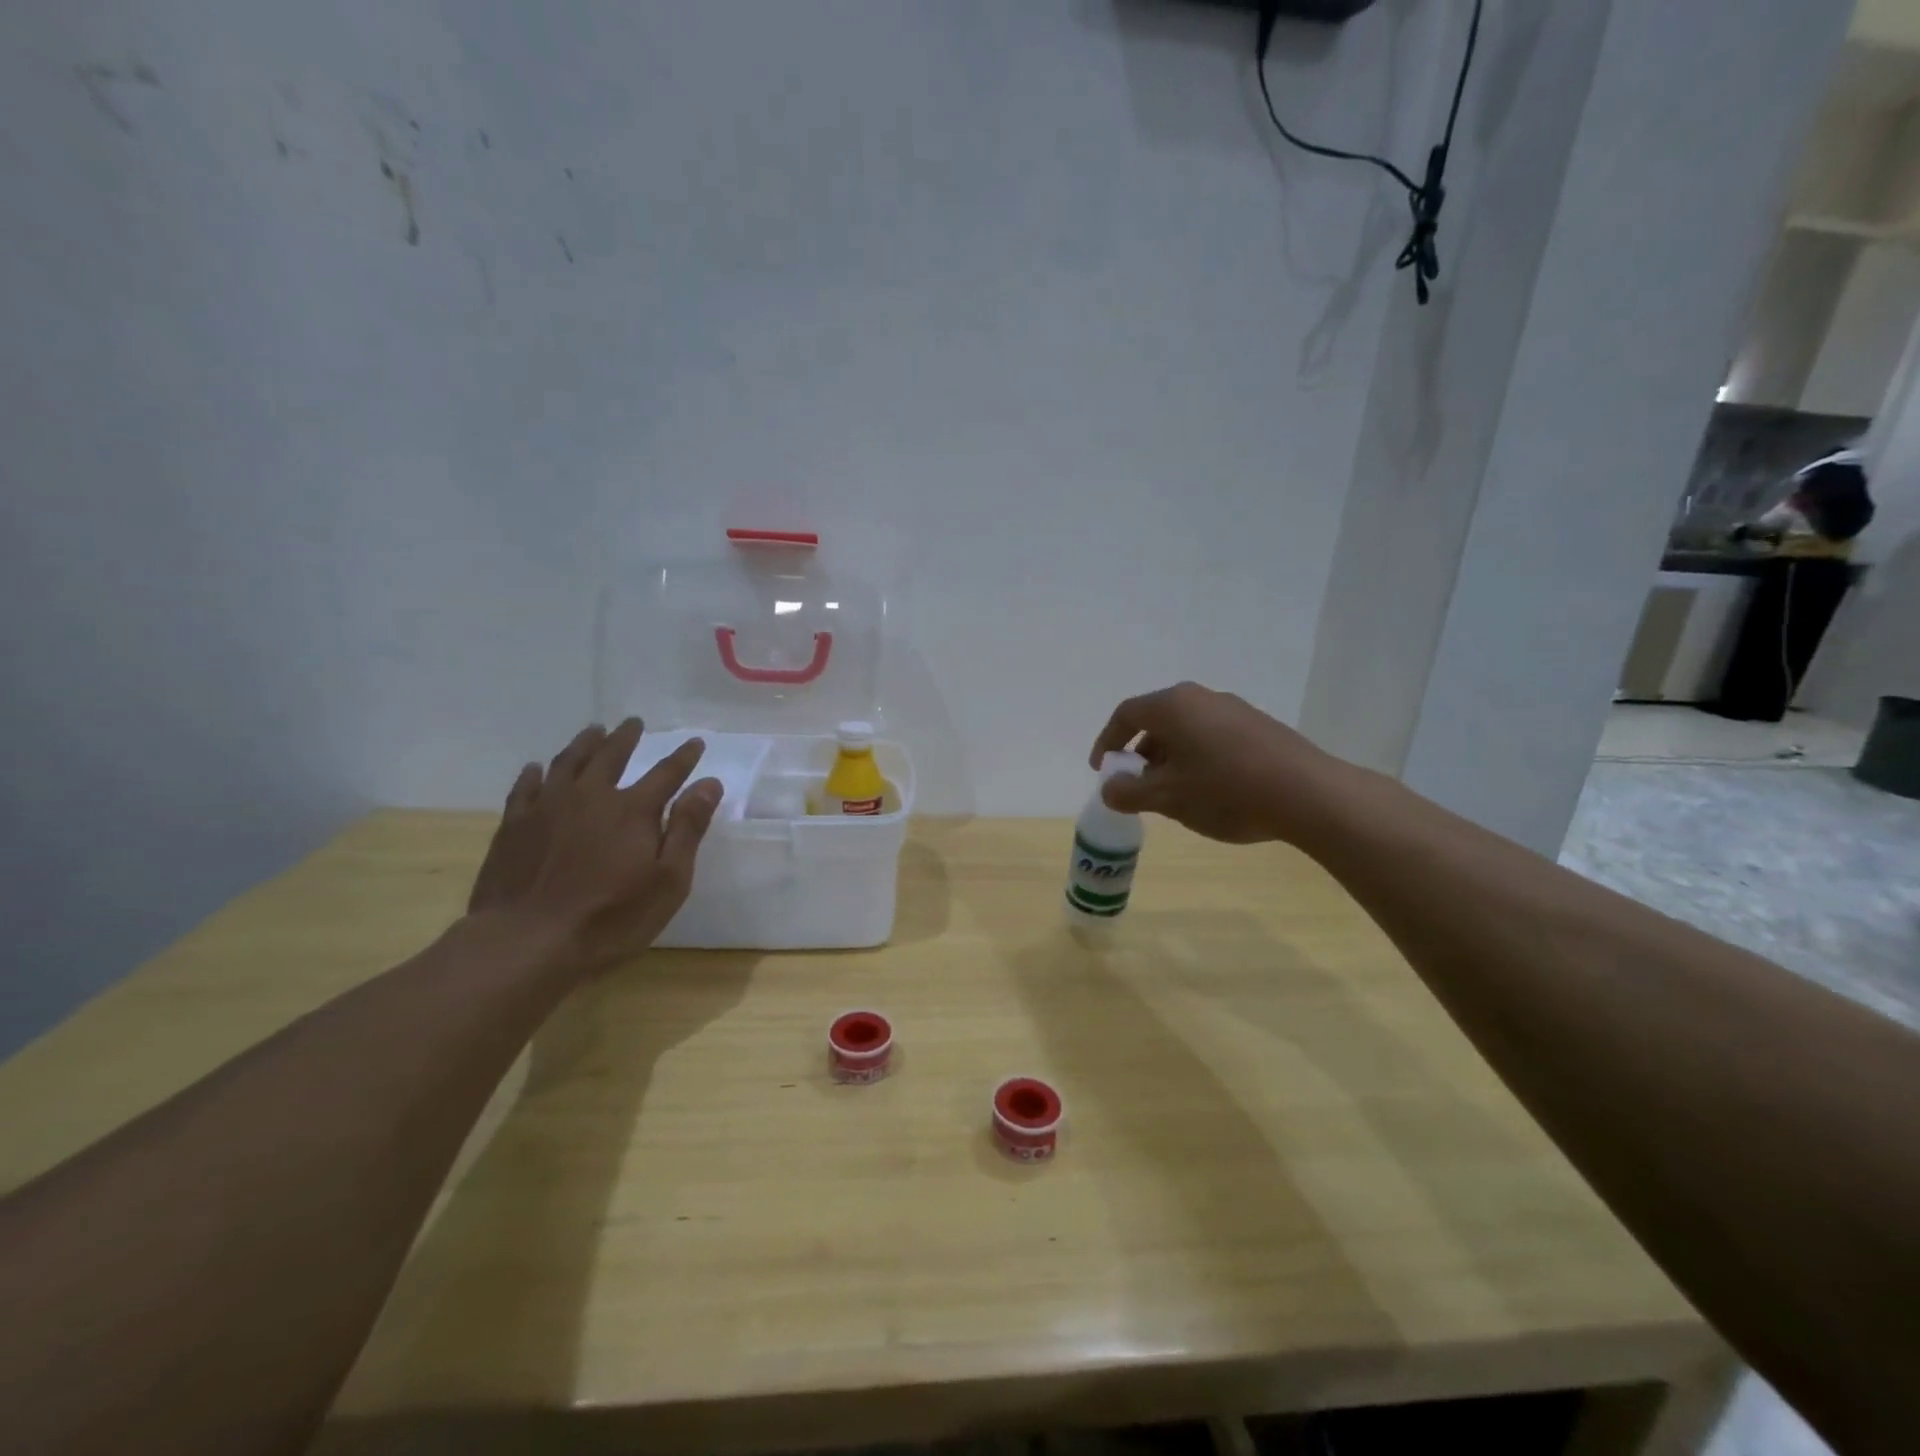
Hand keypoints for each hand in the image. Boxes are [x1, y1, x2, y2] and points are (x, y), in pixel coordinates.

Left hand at [466, 719, 722, 973]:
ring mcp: (547, 808)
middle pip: (612, 756)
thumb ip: (688, 829)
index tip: (695, 742)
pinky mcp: (514, 826)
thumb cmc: (610, 919)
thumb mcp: (668, 881)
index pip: (666, 773)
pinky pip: (525, 787)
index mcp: (633, 810)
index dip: (684, 757)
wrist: (526, 943)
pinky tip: (538, 768)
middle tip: (634, 723)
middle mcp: (591, 797)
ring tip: (594, 731)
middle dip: (627, 737)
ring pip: (569, 763)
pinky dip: (535, 773)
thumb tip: (709, 783)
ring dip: (585, 743)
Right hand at [1088, 682, 1342, 844]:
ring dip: (1169, 757)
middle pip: (1157, 720)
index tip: (1102, 769)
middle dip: (1140, 753)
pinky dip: (1196, 757)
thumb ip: (1129, 792)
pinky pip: (1212, 736)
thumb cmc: (1225, 790)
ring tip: (1172, 792)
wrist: (1308, 794)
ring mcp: (1234, 709)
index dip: (1108, 741)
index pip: (1126, 714)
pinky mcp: (1259, 726)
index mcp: (1173, 706)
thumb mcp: (1167, 798)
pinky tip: (1208, 789)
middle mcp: (1201, 698)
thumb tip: (1110, 788)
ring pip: (1186, 729)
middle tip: (1135, 784)